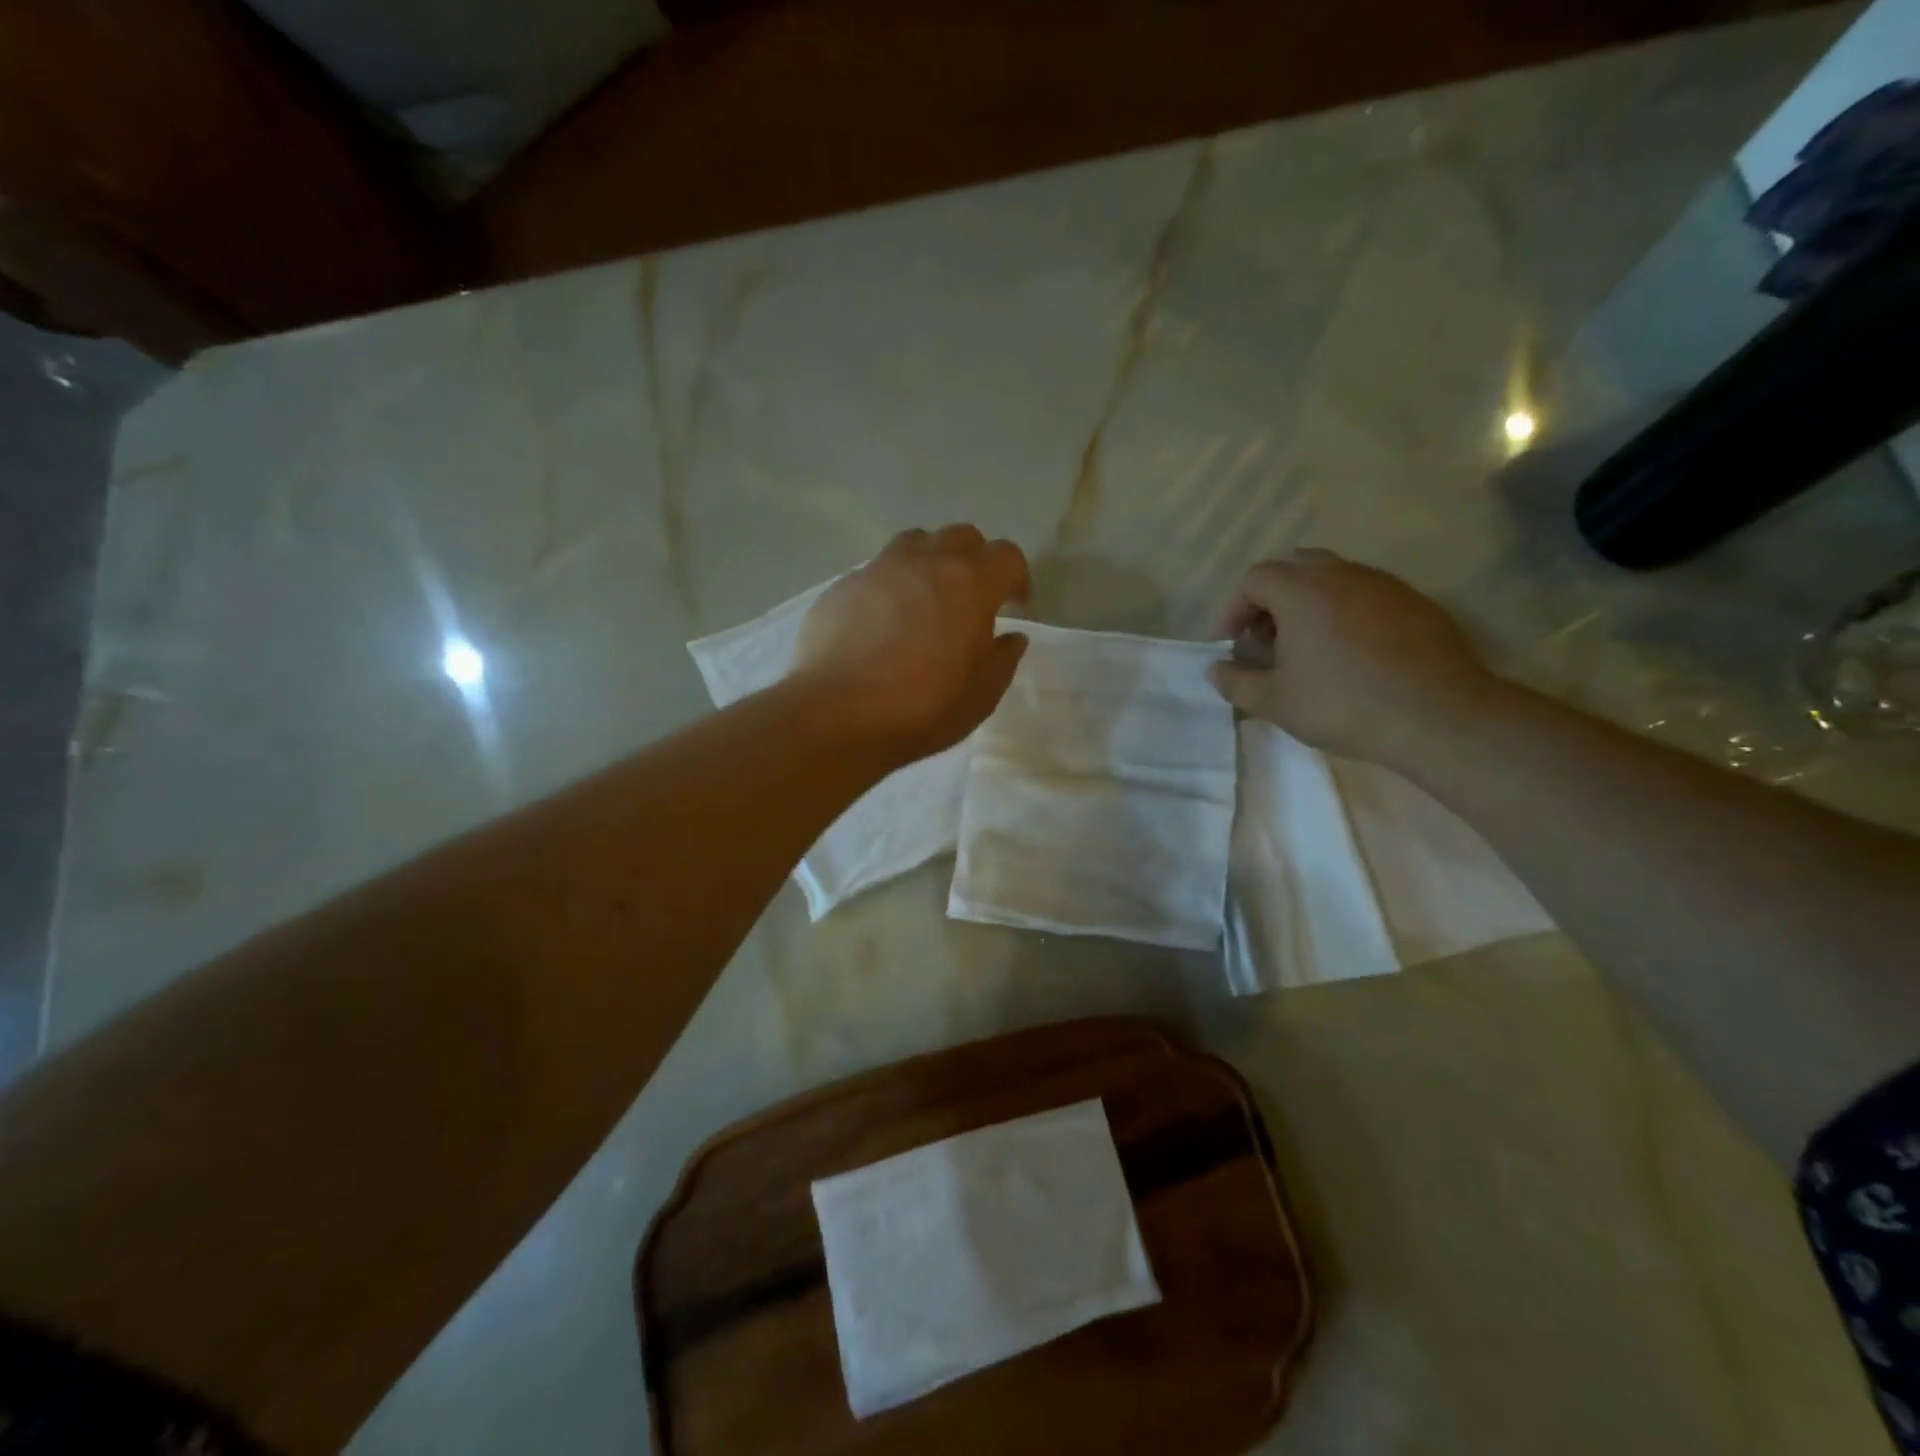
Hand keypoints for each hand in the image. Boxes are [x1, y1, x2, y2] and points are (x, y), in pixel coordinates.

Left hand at [793, 525, 1030, 760]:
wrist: (836, 716)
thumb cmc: (921, 709)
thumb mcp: (980, 696)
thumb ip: (1002, 660)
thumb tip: (1011, 637)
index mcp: (969, 583)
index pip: (1008, 556)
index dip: (1017, 578)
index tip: (1015, 606)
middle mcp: (925, 562)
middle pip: (961, 537)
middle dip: (975, 561)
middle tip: (972, 599)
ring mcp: (878, 569)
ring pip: (914, 543)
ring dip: (930, 562)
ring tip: (926, 600)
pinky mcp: (842, 586)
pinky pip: (876, 572)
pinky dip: (890, 587)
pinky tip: (882, 624)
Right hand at [1208, 550, 1495, 766]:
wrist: (1438, 715)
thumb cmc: (1342, 703)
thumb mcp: (1274, 702)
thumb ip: (1236, 682)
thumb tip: (1215, 669)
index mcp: (1302, 590)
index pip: (1255, 578)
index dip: (1233, 608)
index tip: (1228, 642)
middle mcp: (1342, 574)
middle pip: (1294, 566)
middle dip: (1270, 598)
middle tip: (1263, 637)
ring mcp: (1384, 585)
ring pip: (1333, 577)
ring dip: (1308, 603)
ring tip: (1304, 646)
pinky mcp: (1416, 603)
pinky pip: (1366, 594)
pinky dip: (1343, 612)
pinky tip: (1348, 653)